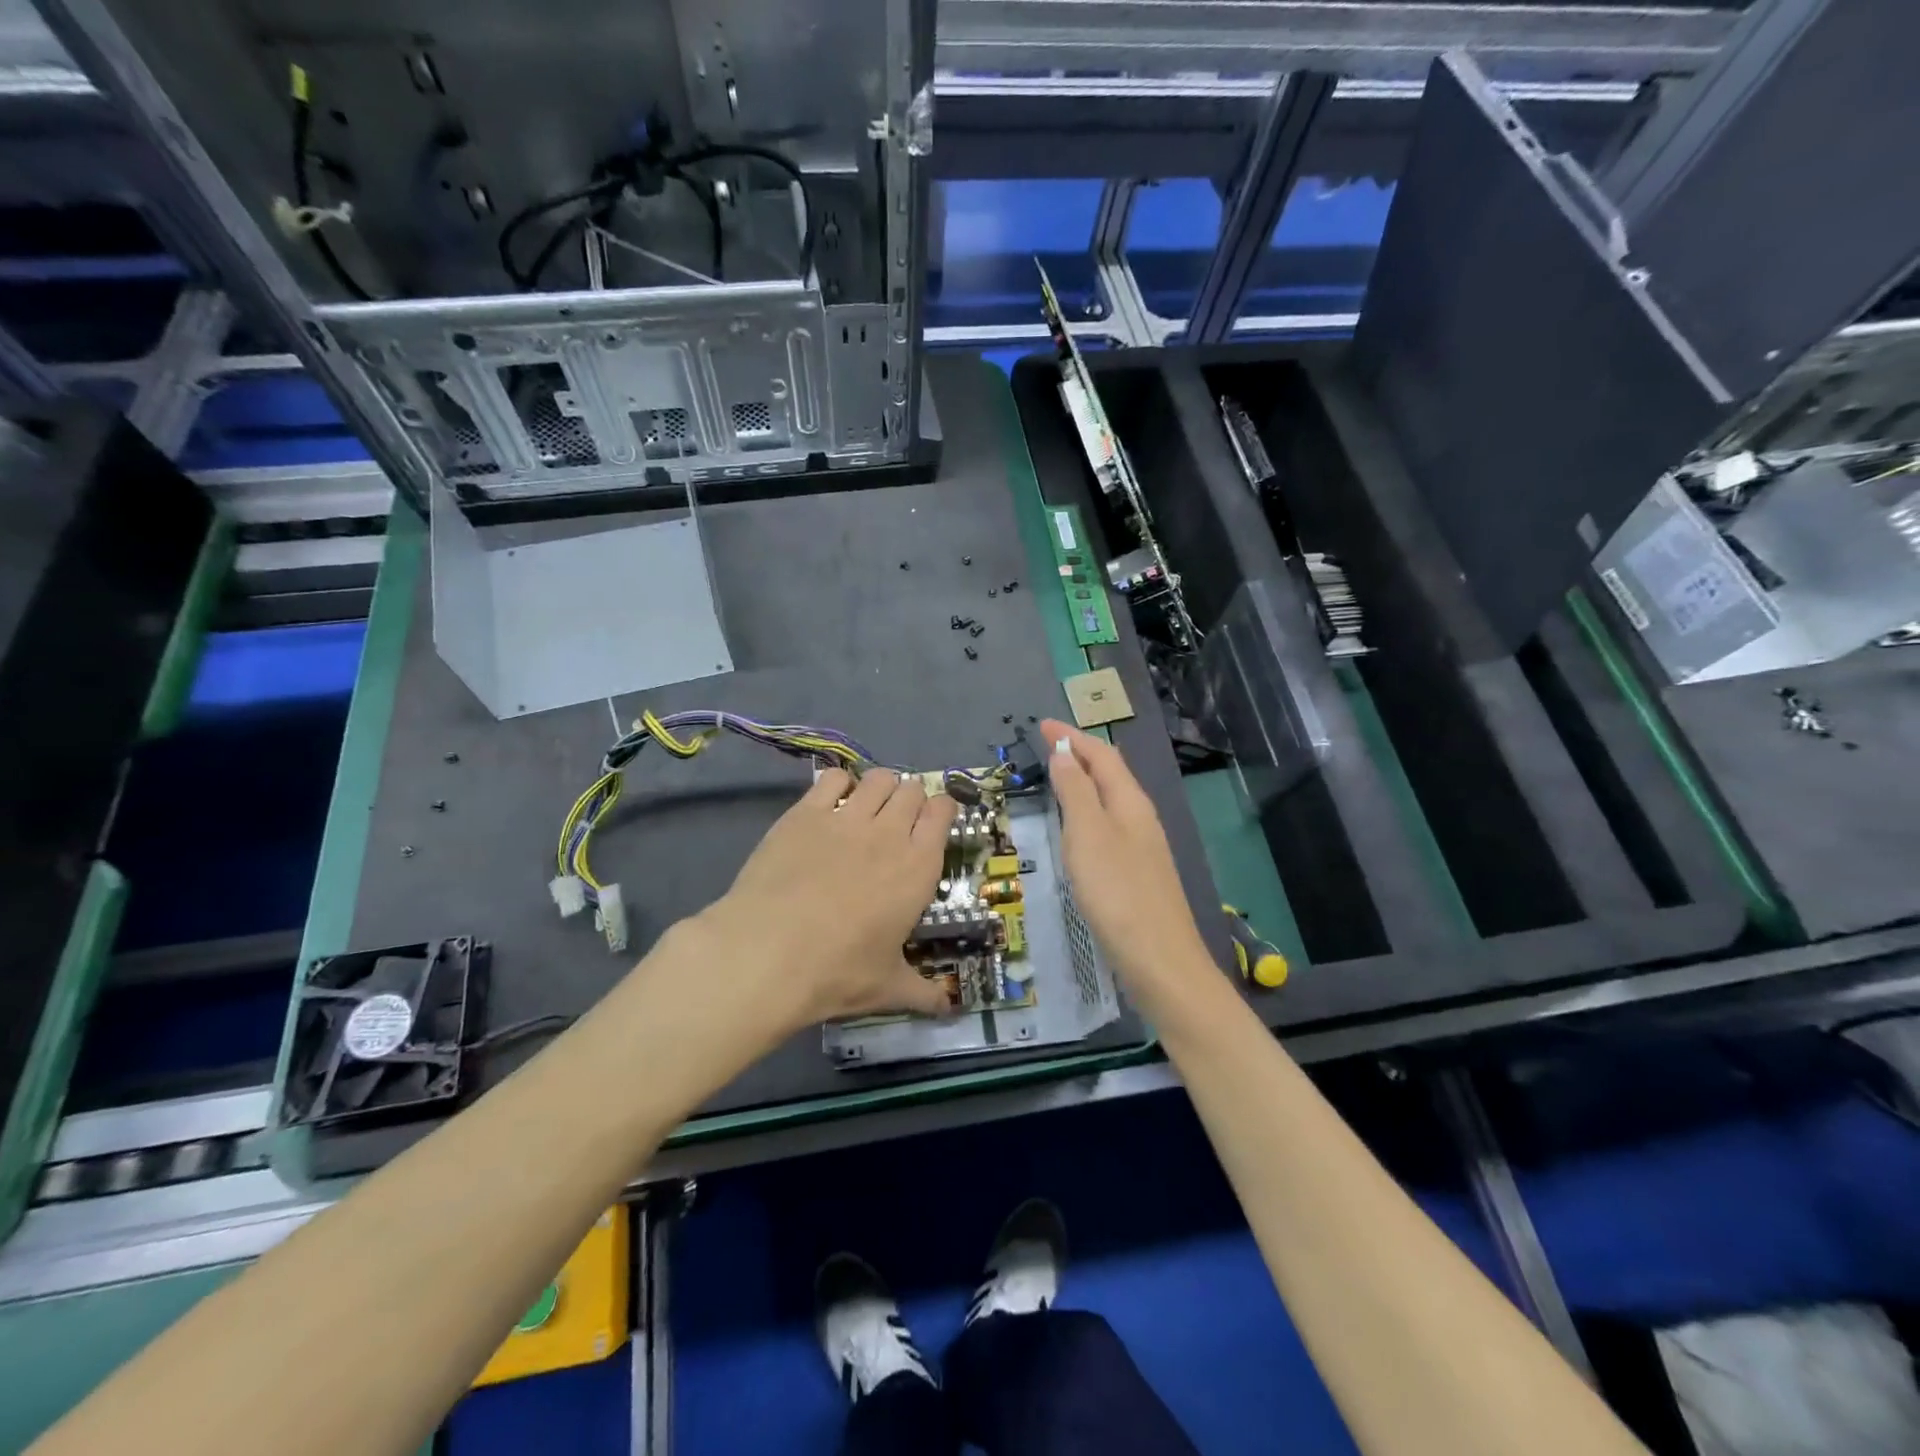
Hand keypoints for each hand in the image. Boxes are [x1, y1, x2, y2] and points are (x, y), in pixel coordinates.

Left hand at [692, 767, 957, 1032]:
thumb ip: (923, 992)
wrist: (767, 954)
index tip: (934, 821)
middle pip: (911, 790)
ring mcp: (846, 818)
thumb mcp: (887, 988)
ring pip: (878, 778)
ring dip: (880, 788)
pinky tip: (831, 805)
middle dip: (910, 800)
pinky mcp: (805, 813)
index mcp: (918, 867)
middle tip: (897, 823)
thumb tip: (949, 1009)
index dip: (941, 810)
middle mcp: (889, 833)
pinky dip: (839, 784)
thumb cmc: (837, 972)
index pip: (943, 812)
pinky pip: (832, 778)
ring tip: (867, 808)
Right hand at [1041, 719, 1217, 1014]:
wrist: (1159, 959)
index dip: (1072, 737)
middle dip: (1081, 753)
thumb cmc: (1117, 891)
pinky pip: (1110, 824)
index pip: (1101, 755)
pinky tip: (1079, 826)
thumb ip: (1075, 790)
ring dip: (1086, 780)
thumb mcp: (1088, 834)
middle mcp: (1140, 817)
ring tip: (1060, 775)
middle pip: (1111, 773)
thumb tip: (1064, 752)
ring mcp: (1143, 846)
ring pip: (1112, 798)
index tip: (1042, 725)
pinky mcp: (1138, 872)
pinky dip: (1090, 810)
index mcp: (1130, 801)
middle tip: (1048, 744)